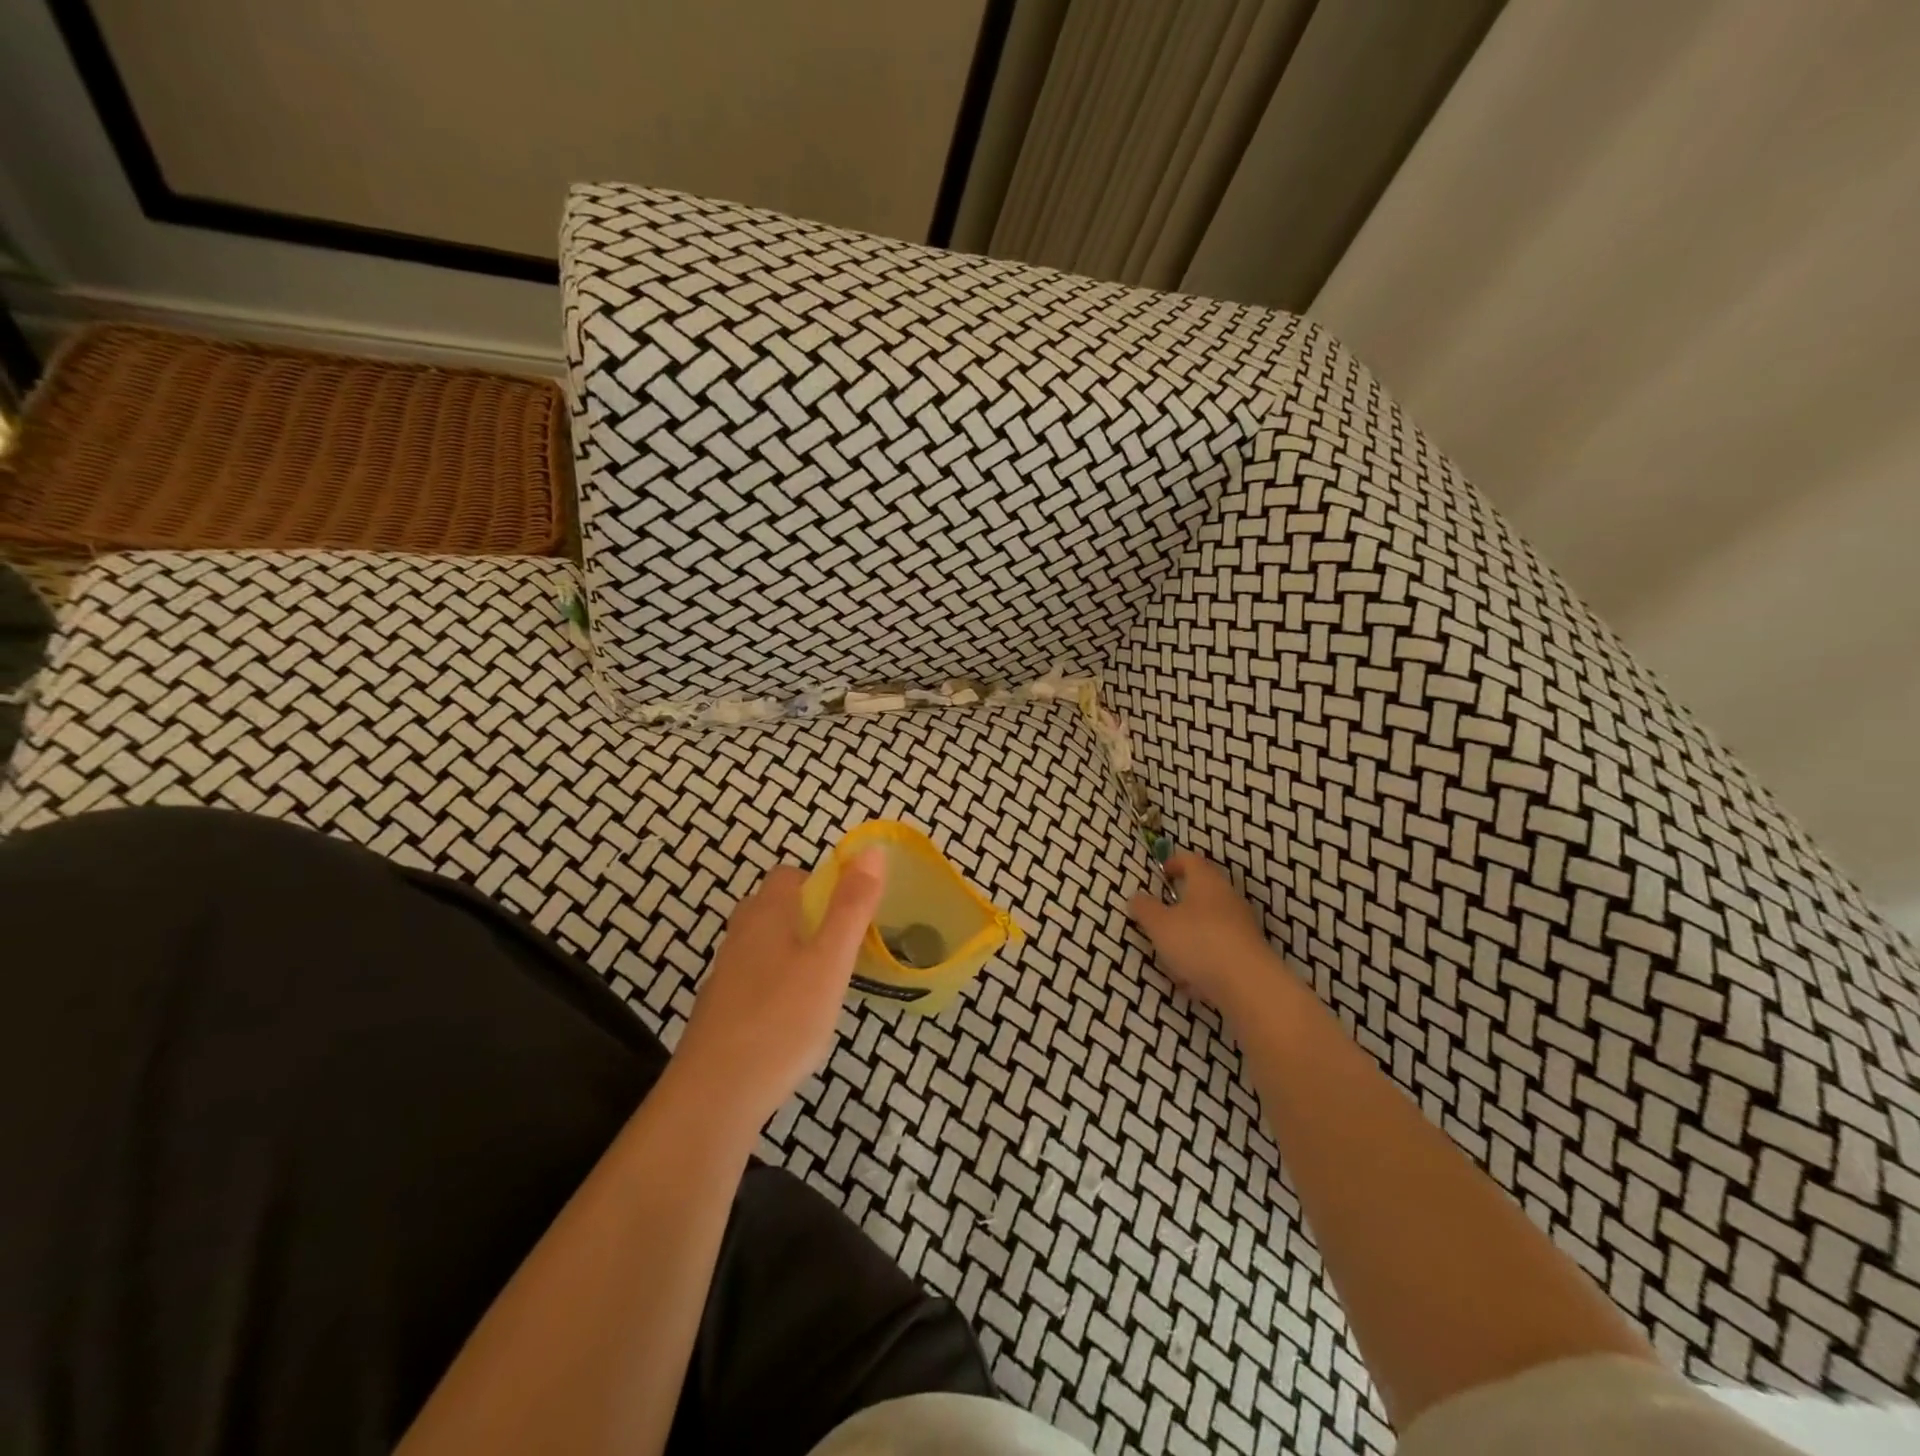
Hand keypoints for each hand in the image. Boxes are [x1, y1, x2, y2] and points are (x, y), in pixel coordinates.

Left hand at [673, 851, 885, 1132]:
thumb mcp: (830, 960)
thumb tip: (872, 849)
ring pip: (763, 945)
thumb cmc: (782, 1020)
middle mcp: (740, 935)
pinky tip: (794, 1019)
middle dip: (808, 917)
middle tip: (842, 947)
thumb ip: (852, 906)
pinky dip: (777, 986)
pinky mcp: (720, 1010)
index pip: (789, 876)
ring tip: (825, 983)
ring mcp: (725, 974)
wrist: (715, 1095)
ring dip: (793, 952)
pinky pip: (754, 980)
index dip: (820, 883)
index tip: (850, 911)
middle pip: (773, 908)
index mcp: (766, 914)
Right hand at [1128, 853, 1294, 1018]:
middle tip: (1161, 915)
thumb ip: (1144, 908)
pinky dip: (1204, 957)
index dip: (1174, 862)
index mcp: (1206, 881)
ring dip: (1191, 934)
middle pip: (1202, 891)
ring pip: (1210, 922)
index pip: (1191, 860)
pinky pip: (1220, 948)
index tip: (1161, 873)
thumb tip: (1137, 897)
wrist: (1249, 985)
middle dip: (1181, 903)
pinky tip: (1192, 980)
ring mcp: (1242, 925)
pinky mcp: (1249, 952)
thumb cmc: (1198, 942)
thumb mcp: (1159, 925)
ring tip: (1172, 955)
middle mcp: (1228, 897)